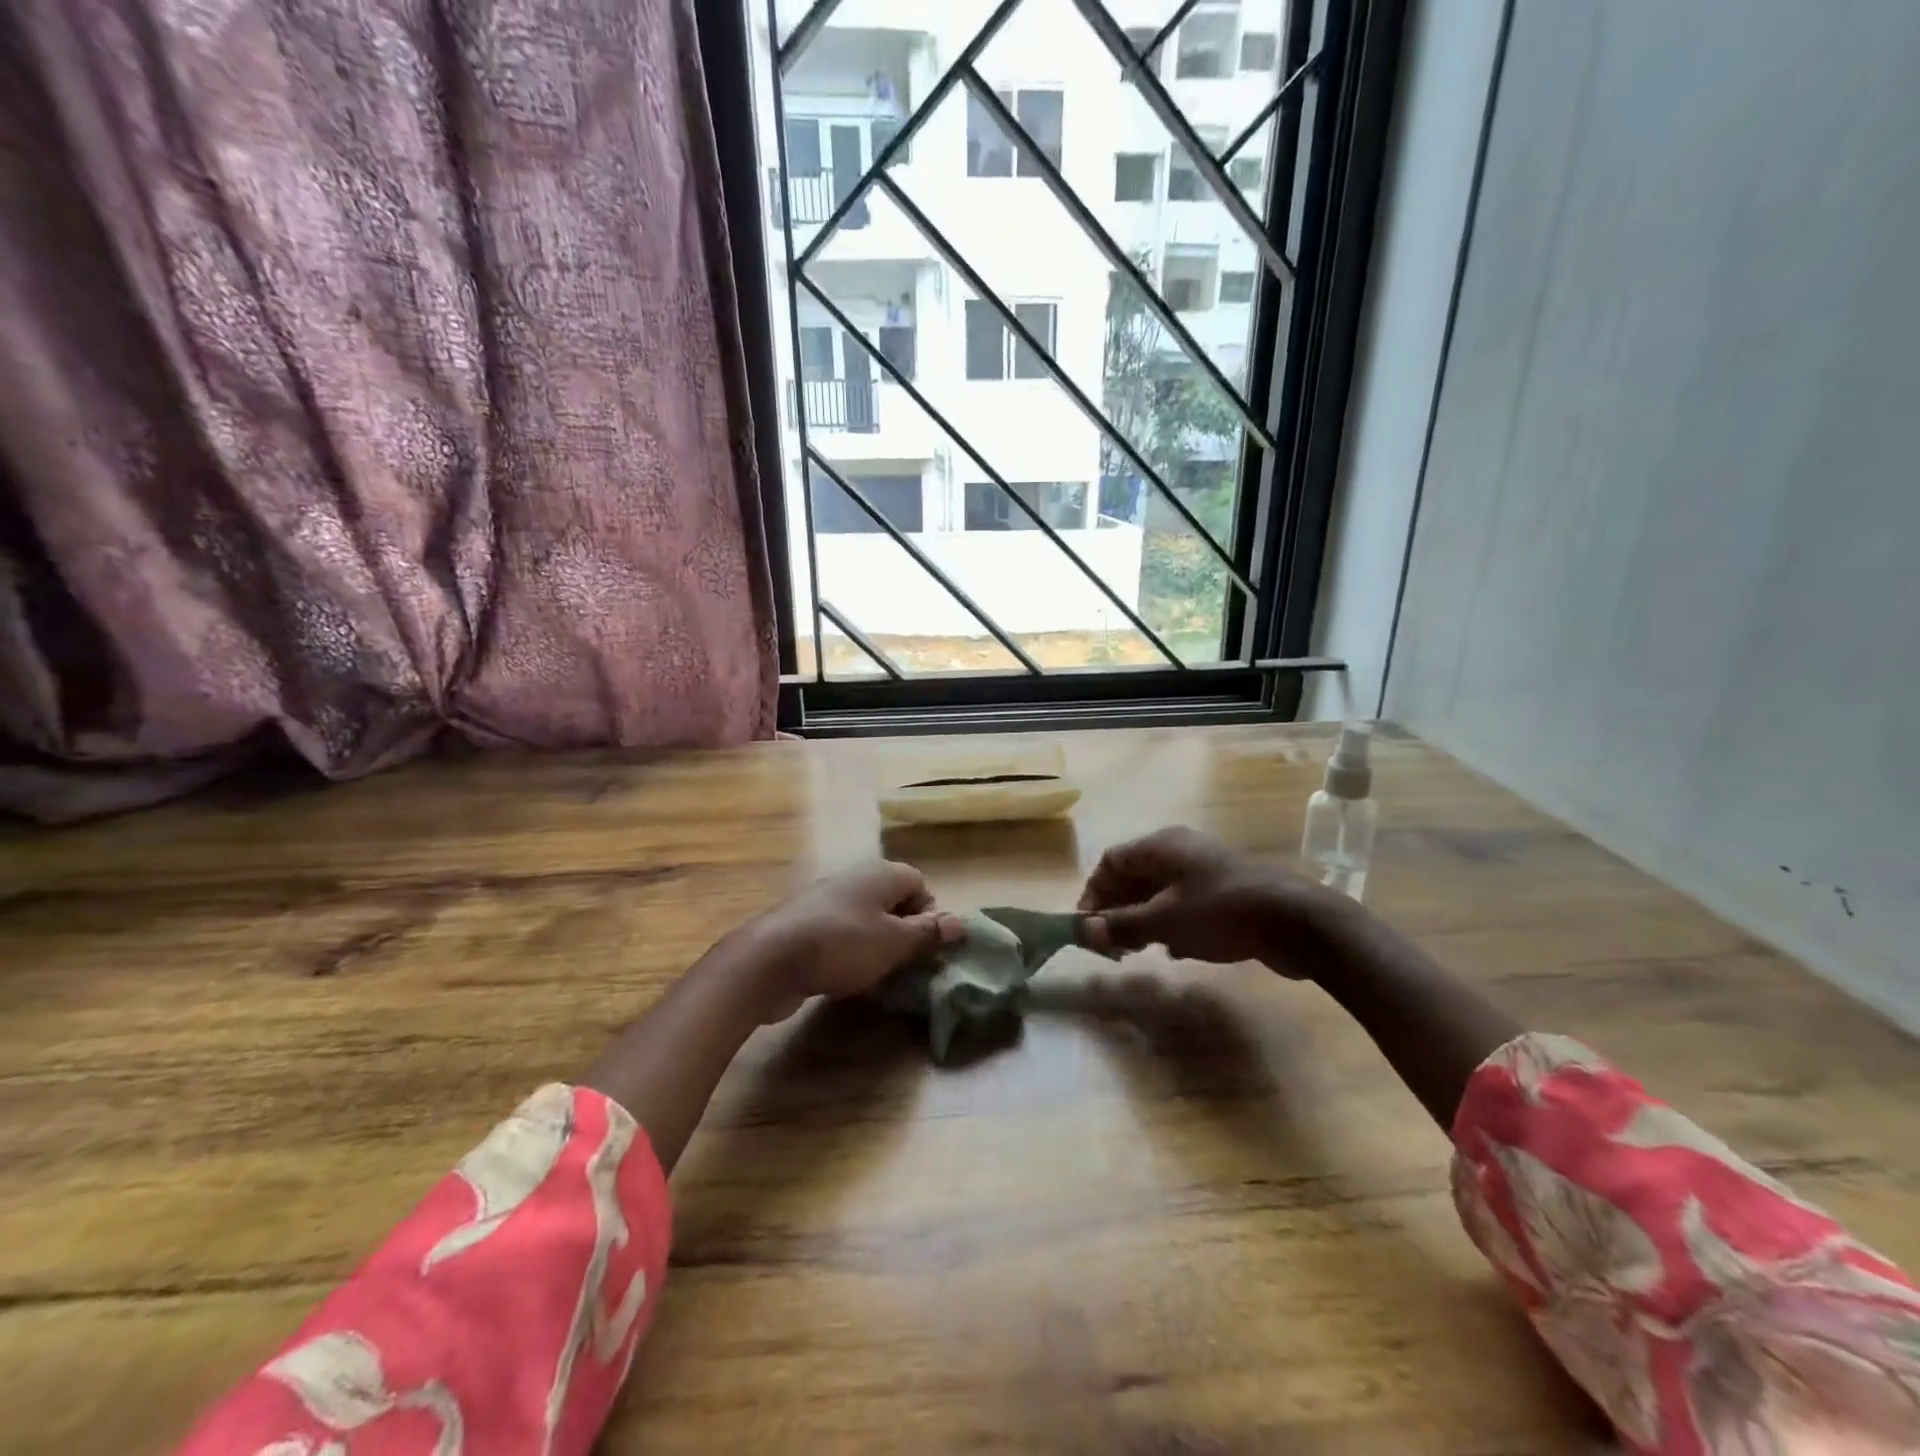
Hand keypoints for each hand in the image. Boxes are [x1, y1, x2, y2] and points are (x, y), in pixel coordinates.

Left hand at [750, 860, 962, 1020]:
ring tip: (876, 976)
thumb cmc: (843, 944)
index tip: (924, 946)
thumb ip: (928, 933)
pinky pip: (841, 934)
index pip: (920, 884)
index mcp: (881, 873)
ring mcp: (827, 900)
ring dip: (876, 946)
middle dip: (903, 933)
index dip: (928, 914)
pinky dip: (849, 953)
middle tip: (904, 965)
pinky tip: (844, 978)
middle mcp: (855, 878)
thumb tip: (962, 922)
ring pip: (866, 920)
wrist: (769, 959)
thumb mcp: (895, 942)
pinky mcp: (805, 924)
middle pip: (893, 901)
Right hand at [1076, 826, 1346, 974]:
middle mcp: (1179, 850)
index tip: (1087, 926)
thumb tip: (1085, 930)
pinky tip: (1176, 951)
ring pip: (1160, 891)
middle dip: (1118, 908)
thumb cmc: (1220, 912)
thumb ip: (1122, 925)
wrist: (1295, 920)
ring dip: (1144, 918)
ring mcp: (1205, 869)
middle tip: (1111, 944)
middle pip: (1135, 875)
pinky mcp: (1225, 890)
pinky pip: (1185, 902)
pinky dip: (1172, 923)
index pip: (1112, 861)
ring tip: (1139, 950)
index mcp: (1160, 846)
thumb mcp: (1164, 921)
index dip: (1094, 891)